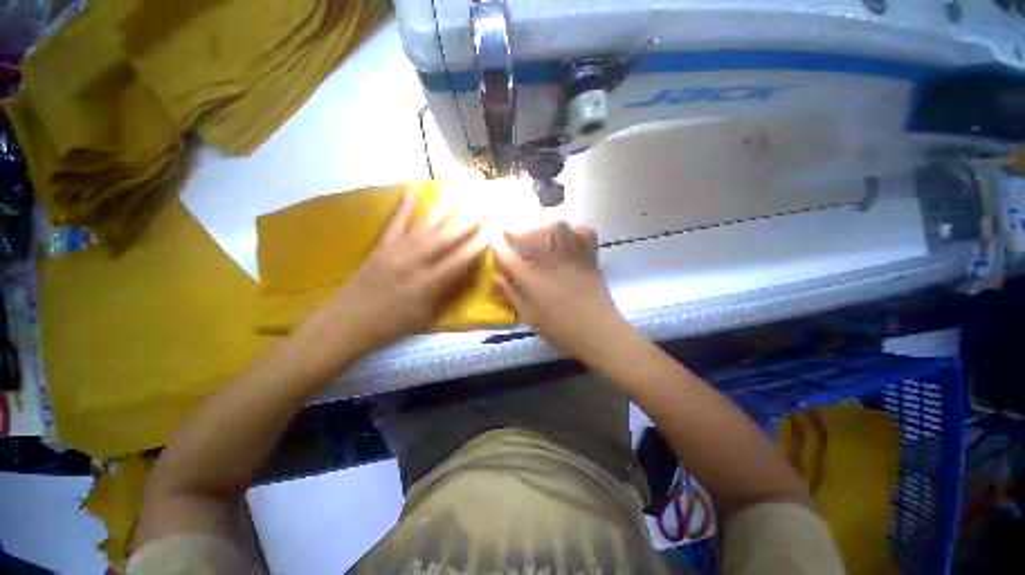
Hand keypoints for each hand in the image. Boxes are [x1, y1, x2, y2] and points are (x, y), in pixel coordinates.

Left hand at [321, 193, 485, 355]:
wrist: (347, 323)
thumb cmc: (393, 325)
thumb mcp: (428, 316)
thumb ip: (451, 294)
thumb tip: (471, 274)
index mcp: (430, 283)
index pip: (461, 258)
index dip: (479, 243)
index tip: (494, 228)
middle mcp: (416, 262)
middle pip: (448, 236)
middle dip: (469, 218)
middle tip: (485, 202)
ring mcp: (397, 251)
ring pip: (426, 225)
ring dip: (445, 206)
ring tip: (459, 189)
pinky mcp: (380, 246)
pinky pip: (394, 224)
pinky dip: (403, 208)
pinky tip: (412, 193)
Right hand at [494, 222, 635, 360]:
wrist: (597, 331)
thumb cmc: (560, 329)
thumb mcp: (529, 316)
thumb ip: (511, 295)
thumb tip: (495, 278)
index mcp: (530, 278)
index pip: (507, 256)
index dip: (497, 249)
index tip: (495, 246)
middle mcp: (549, 261)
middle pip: (529, 235)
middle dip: (516, 231)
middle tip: (512, 234)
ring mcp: (571, 256)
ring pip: (557, 227)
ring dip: (544, 227)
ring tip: (540, 233)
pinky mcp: (589, 257)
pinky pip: (585, 233)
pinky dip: (576, 230)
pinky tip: (569, 236)